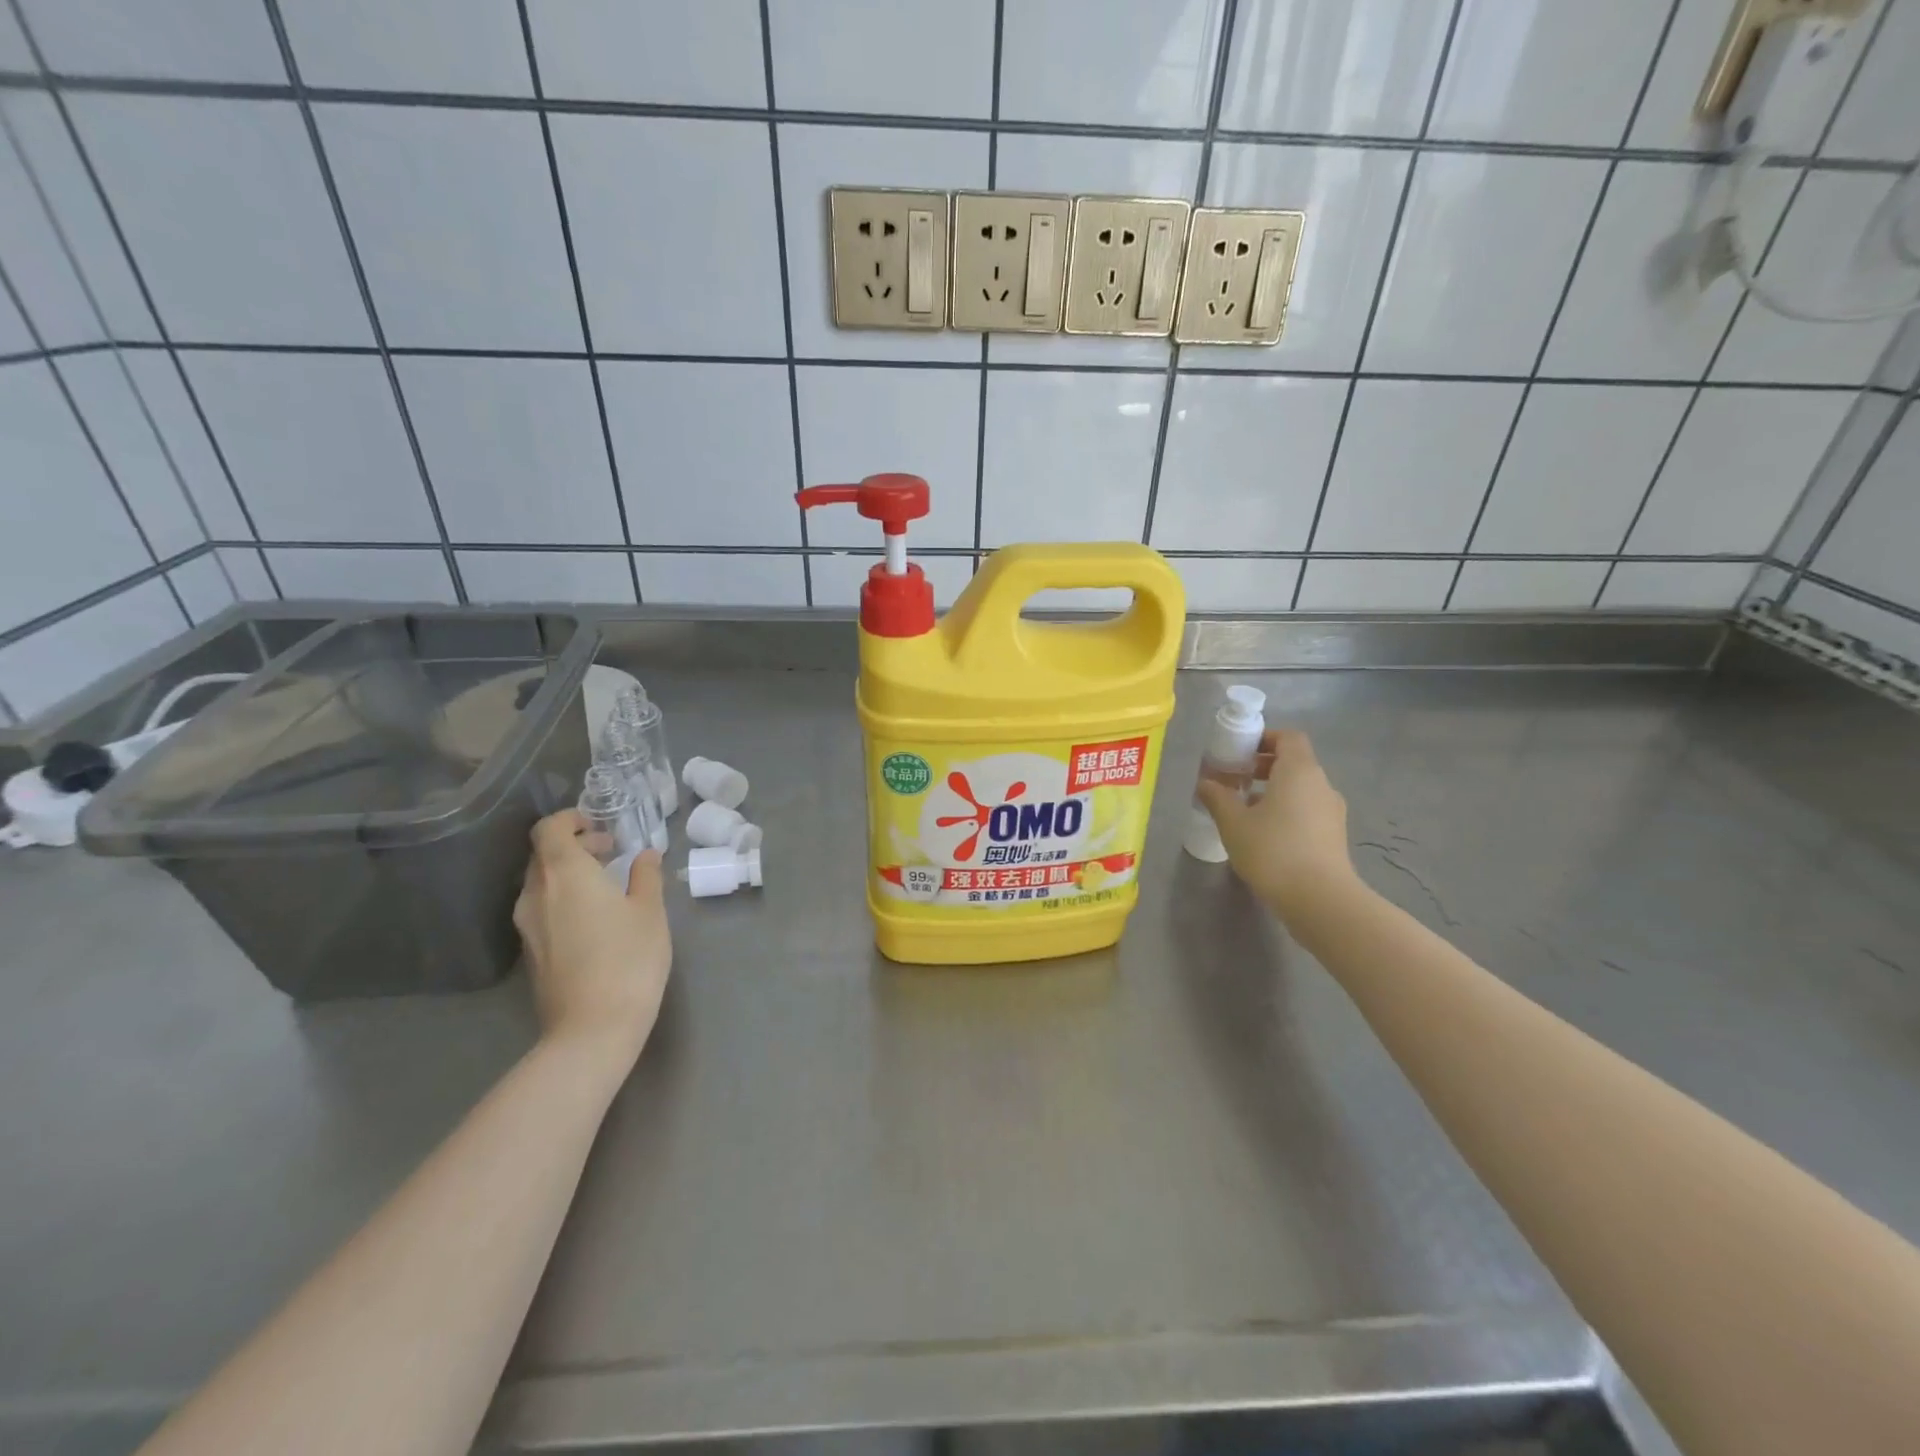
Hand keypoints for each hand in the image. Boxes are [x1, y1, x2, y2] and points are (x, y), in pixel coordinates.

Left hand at [513, 809, 671, 1070]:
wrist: (592, 1027)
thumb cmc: (628, 958)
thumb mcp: (650, 911)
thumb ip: (645, 876)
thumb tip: (645, 855)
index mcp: (565, 873)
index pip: (549, 829)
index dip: (570, 820)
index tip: (598, 826)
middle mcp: (536, 893)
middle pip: (543, 855)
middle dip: (575, 846)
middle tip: (611, 853)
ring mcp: (527, 925)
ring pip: (541, 883)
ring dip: (569, 874)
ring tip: (605, 886)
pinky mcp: (530, 952)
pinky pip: (541, 909)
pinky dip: (563, 900)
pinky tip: (593, 919)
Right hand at [1196, 729, 1355, 919]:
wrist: (1319, 899)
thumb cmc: (1272, 850)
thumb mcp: (1233, 822)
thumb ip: (1217, 797)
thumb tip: (1205, 782)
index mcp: (1299, 771)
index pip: (1288, 737)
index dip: (1264, 738)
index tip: (1238, 751)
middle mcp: (1321, 784)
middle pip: (1294, 762)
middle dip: (1262, 766)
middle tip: (1234, 780)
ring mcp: (1332, 811)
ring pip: (1300, 788)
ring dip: (1273, 791)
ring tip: (1244, 810)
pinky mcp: (1334, 835)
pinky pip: (1307, 810)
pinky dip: (1286, 811)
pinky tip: (1264, 834)